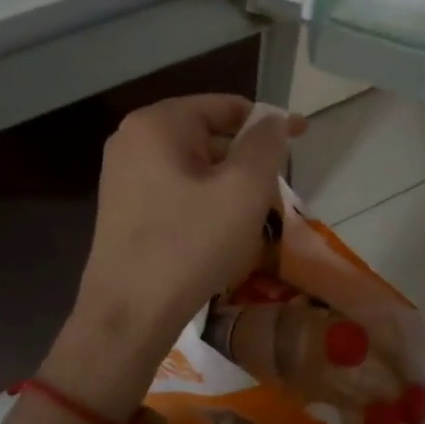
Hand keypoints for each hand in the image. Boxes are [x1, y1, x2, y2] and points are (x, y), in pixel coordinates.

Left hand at [47, 95, 303, 412]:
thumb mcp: (244, 190)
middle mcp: (132, 138)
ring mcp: (122, 173)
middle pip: (209, 134)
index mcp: (158, 123)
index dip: (269, 122)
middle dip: (247, 158)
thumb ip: (266, 144)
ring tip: (252, 218)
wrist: (127, 317)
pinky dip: (204, 200)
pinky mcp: (122, 205)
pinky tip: (219, 233)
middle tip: (277, 191)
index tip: (302, 138)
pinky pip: (175, 187)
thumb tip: (273, 120)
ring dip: (228, 183)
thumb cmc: (190, 245)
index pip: (226, 106)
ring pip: (194, 164)